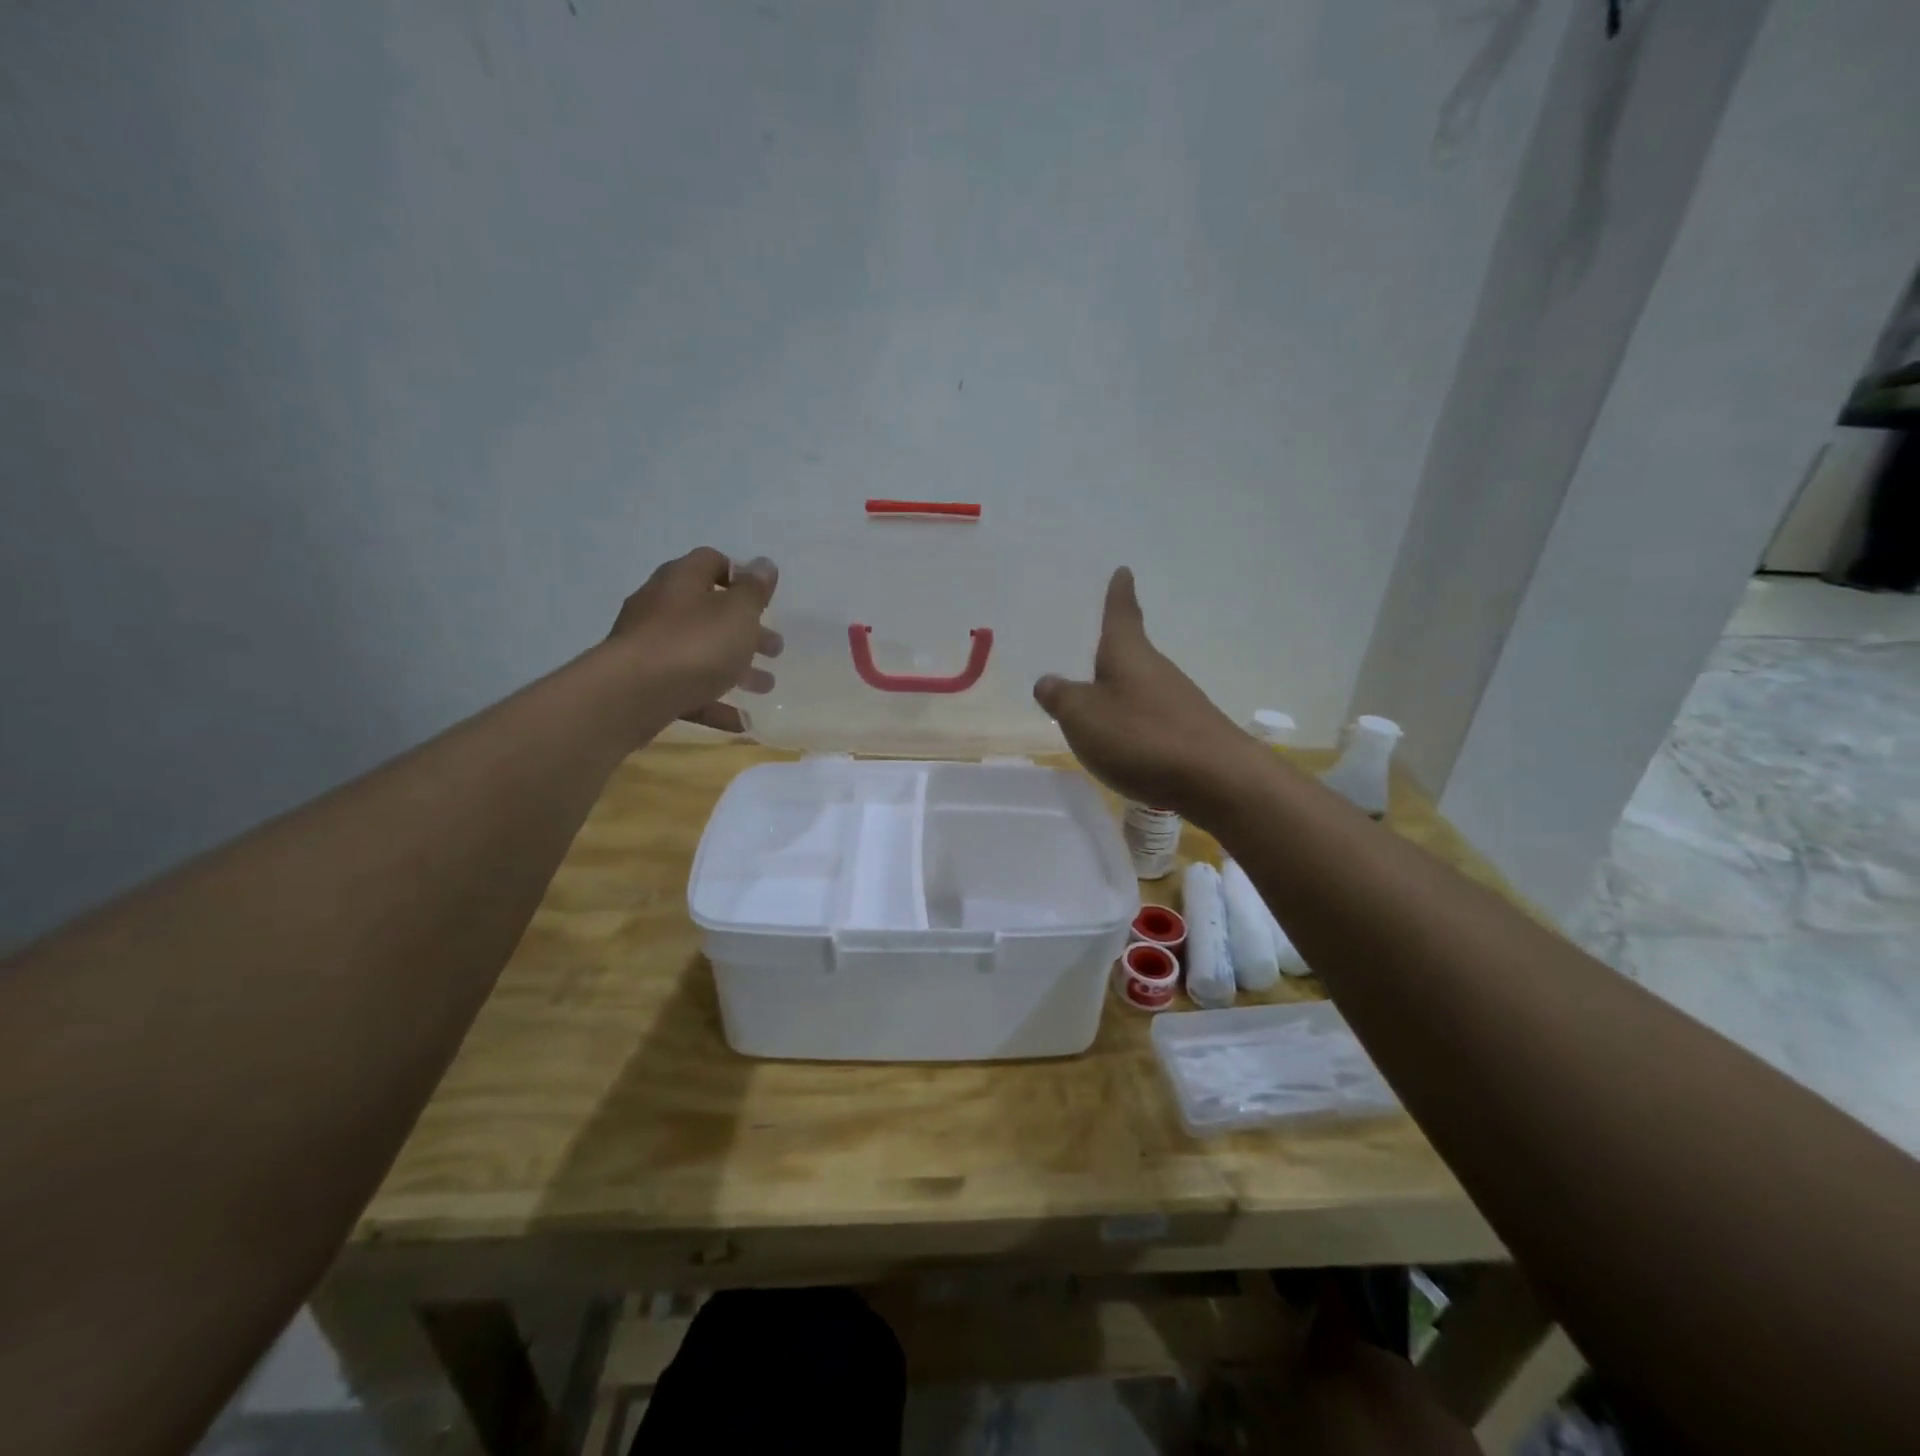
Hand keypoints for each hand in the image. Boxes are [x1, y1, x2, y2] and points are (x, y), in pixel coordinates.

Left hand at [608, 548, 781, 732]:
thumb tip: (764, 565)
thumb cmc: (693, 645)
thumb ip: (754, 591)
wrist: (630, 696)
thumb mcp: (736, 613)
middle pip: (709, 613)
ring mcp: (650, 648)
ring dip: (735, 669)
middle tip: (774, 649)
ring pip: (701, 654)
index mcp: (682, 581)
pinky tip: (741, 723)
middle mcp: (661, 608)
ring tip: (764, 687)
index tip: (764, 598)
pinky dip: (715, 704)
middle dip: (745, 631)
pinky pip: (688, 691)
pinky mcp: (645, 685)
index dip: (740, 575)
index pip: (711, 562)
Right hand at [1034, 567, 1251, 815]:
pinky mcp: (1191, 734)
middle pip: (1133, 655)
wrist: (1217, 779)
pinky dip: (1137, 728)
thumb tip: (1047, 682)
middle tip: (1094, 653)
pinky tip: (1128, 750)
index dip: (1118, 594)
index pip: (1122, 614)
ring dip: (1123, 696)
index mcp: (1128, 654)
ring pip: (1143, 690)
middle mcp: (1157, 671)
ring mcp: (1179, 702)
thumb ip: (1061, 697)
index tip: (1123, 571)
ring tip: (1100, 712)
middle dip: (1113, 655)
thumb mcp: (1083, 716)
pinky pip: (1154, 722)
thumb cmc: (1140, 736)